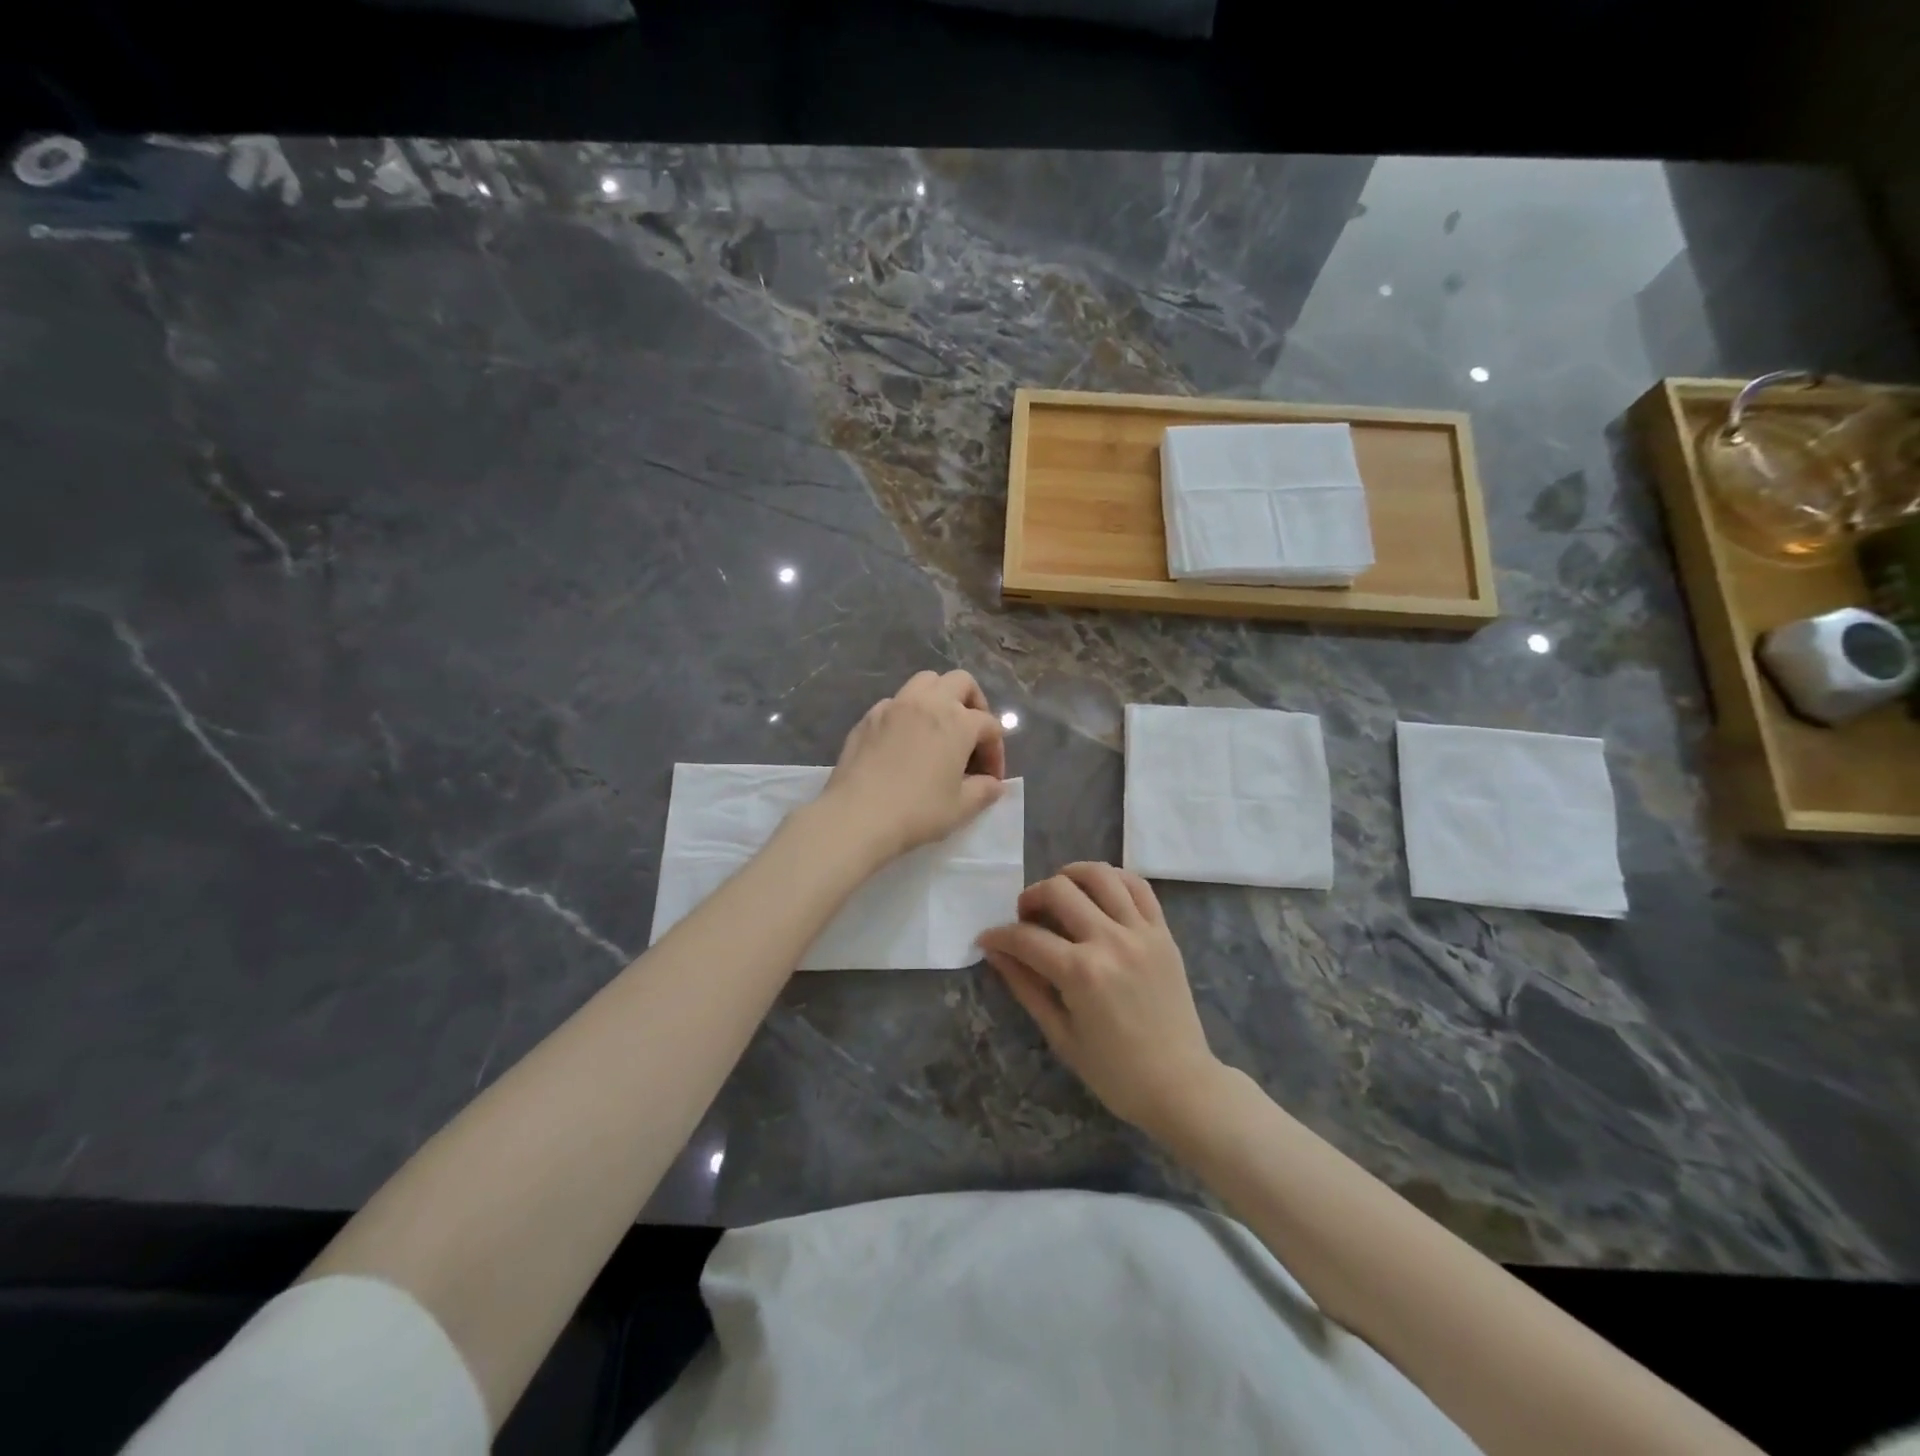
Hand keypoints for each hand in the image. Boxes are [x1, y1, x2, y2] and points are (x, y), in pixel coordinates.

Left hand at [818, 669, 1007, 863]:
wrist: (858, 815)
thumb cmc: (918, 811)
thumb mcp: (961, 807)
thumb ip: (984, 791)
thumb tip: (994, 784)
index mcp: (958, 722)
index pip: (989, 725)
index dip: (996, 751)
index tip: (990, 778)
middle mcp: (928, 703)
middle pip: (961, 682)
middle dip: (974, 704)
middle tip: (972, 735)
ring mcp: (895, 706)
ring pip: (926, 681)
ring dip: (940, 697)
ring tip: (939, 727)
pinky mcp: (869, 717)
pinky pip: (896, 701)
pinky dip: (909, 712)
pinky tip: (905, 740)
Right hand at [977, 862, 1222, 1138]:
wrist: (1180, 1085)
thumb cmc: (1114, 1072)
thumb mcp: (1060, 1035)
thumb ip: (1025, 986)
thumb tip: (995, 952)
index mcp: (1081, 973)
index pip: (1026, 937)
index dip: (998, 936)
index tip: (987, 939)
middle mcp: (1110, 941)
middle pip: (1059, 890)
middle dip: (1030, 898)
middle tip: (1025, 918)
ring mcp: (1141, 932)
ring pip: (1100, 875)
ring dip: (1070, 877)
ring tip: (1060, 894)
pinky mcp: (1163, 932)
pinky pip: (1138, 886)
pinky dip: (1113, 878)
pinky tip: (1097, 890)